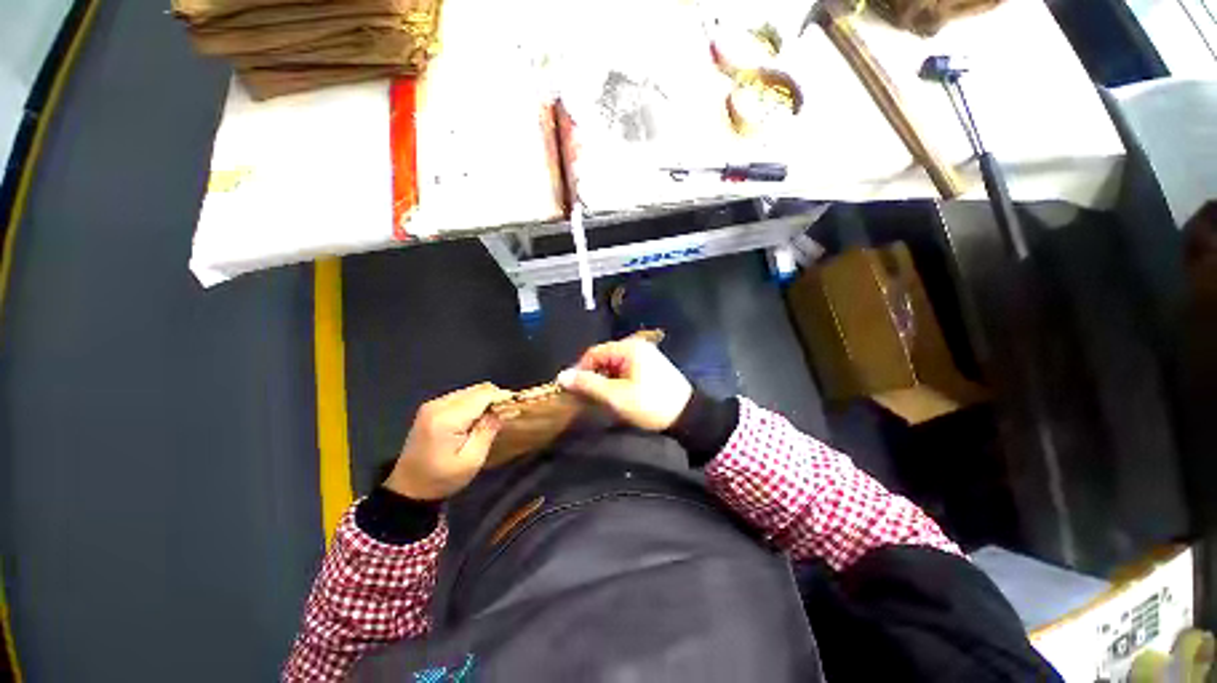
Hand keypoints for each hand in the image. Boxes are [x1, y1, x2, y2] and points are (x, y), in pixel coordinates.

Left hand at [385, 383, 513, 500]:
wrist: (408, 488)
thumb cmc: (442, 479)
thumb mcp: (471, 460)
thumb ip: (488, 431)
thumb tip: (503, 410)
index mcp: (447, 418)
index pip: (482, 395)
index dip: (502, 397)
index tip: (516, 406)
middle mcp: (438, 405)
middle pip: (477, 389)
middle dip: (494, 398)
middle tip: (506, 414)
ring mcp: (432, 404)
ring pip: (470, 391)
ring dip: (484, 401)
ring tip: (493, 418)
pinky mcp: (432, 408)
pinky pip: (461, 396)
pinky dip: (474, 403)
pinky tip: (477, 418)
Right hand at [557, 338, 692, 430]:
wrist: (688, 417)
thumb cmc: (650, 404)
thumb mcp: (616, 396)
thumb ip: (588, 385)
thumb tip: (561, 376)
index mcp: (628, 348)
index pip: (594, 353)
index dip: (580, 370)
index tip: (572, 390)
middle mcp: (637, 347)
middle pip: (604, 358)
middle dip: (593, 377)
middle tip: (586, 398)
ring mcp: (646, 356)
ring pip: (614, 366)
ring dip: (604, 381)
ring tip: (601, 399)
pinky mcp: (651, 367)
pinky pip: (626, 370)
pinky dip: (617, 382)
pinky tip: (617, 396)